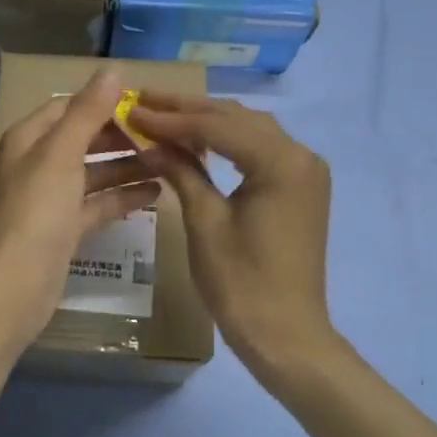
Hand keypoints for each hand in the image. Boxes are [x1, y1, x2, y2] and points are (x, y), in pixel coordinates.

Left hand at [0, 68, 159, 352]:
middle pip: (85, 139)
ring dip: (129, 166)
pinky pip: (98, 205)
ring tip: (171, 161)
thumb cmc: (34, 213)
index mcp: (30, 139)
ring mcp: (51, 199)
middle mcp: (38, 164)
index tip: (147, 103)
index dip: (104, 102)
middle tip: (166, 134)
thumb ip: (87, 113)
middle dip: (122, 135)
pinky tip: (156, 193)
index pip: (69, 107)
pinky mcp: (65, 230)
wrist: (10, 288)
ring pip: (95, 173)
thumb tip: (113, 70)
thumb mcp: (61, 155)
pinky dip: (123, 197)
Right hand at [131, 94, 333, 384]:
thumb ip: (181, 171)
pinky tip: (197, 140)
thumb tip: (147, 140)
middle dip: (188, 110)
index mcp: (281, 162)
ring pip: (249, 130)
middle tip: (143, 100)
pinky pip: (259, 150)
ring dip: (207, 121)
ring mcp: (305, 171)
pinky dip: (226, 141)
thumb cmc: (241, 282)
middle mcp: (301, 155)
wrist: (286, 335)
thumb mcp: (204, 221)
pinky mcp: (300, 187)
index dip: (171, 117)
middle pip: (237, 118)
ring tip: (163, 115)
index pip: (218, 125)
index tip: (131, 108)